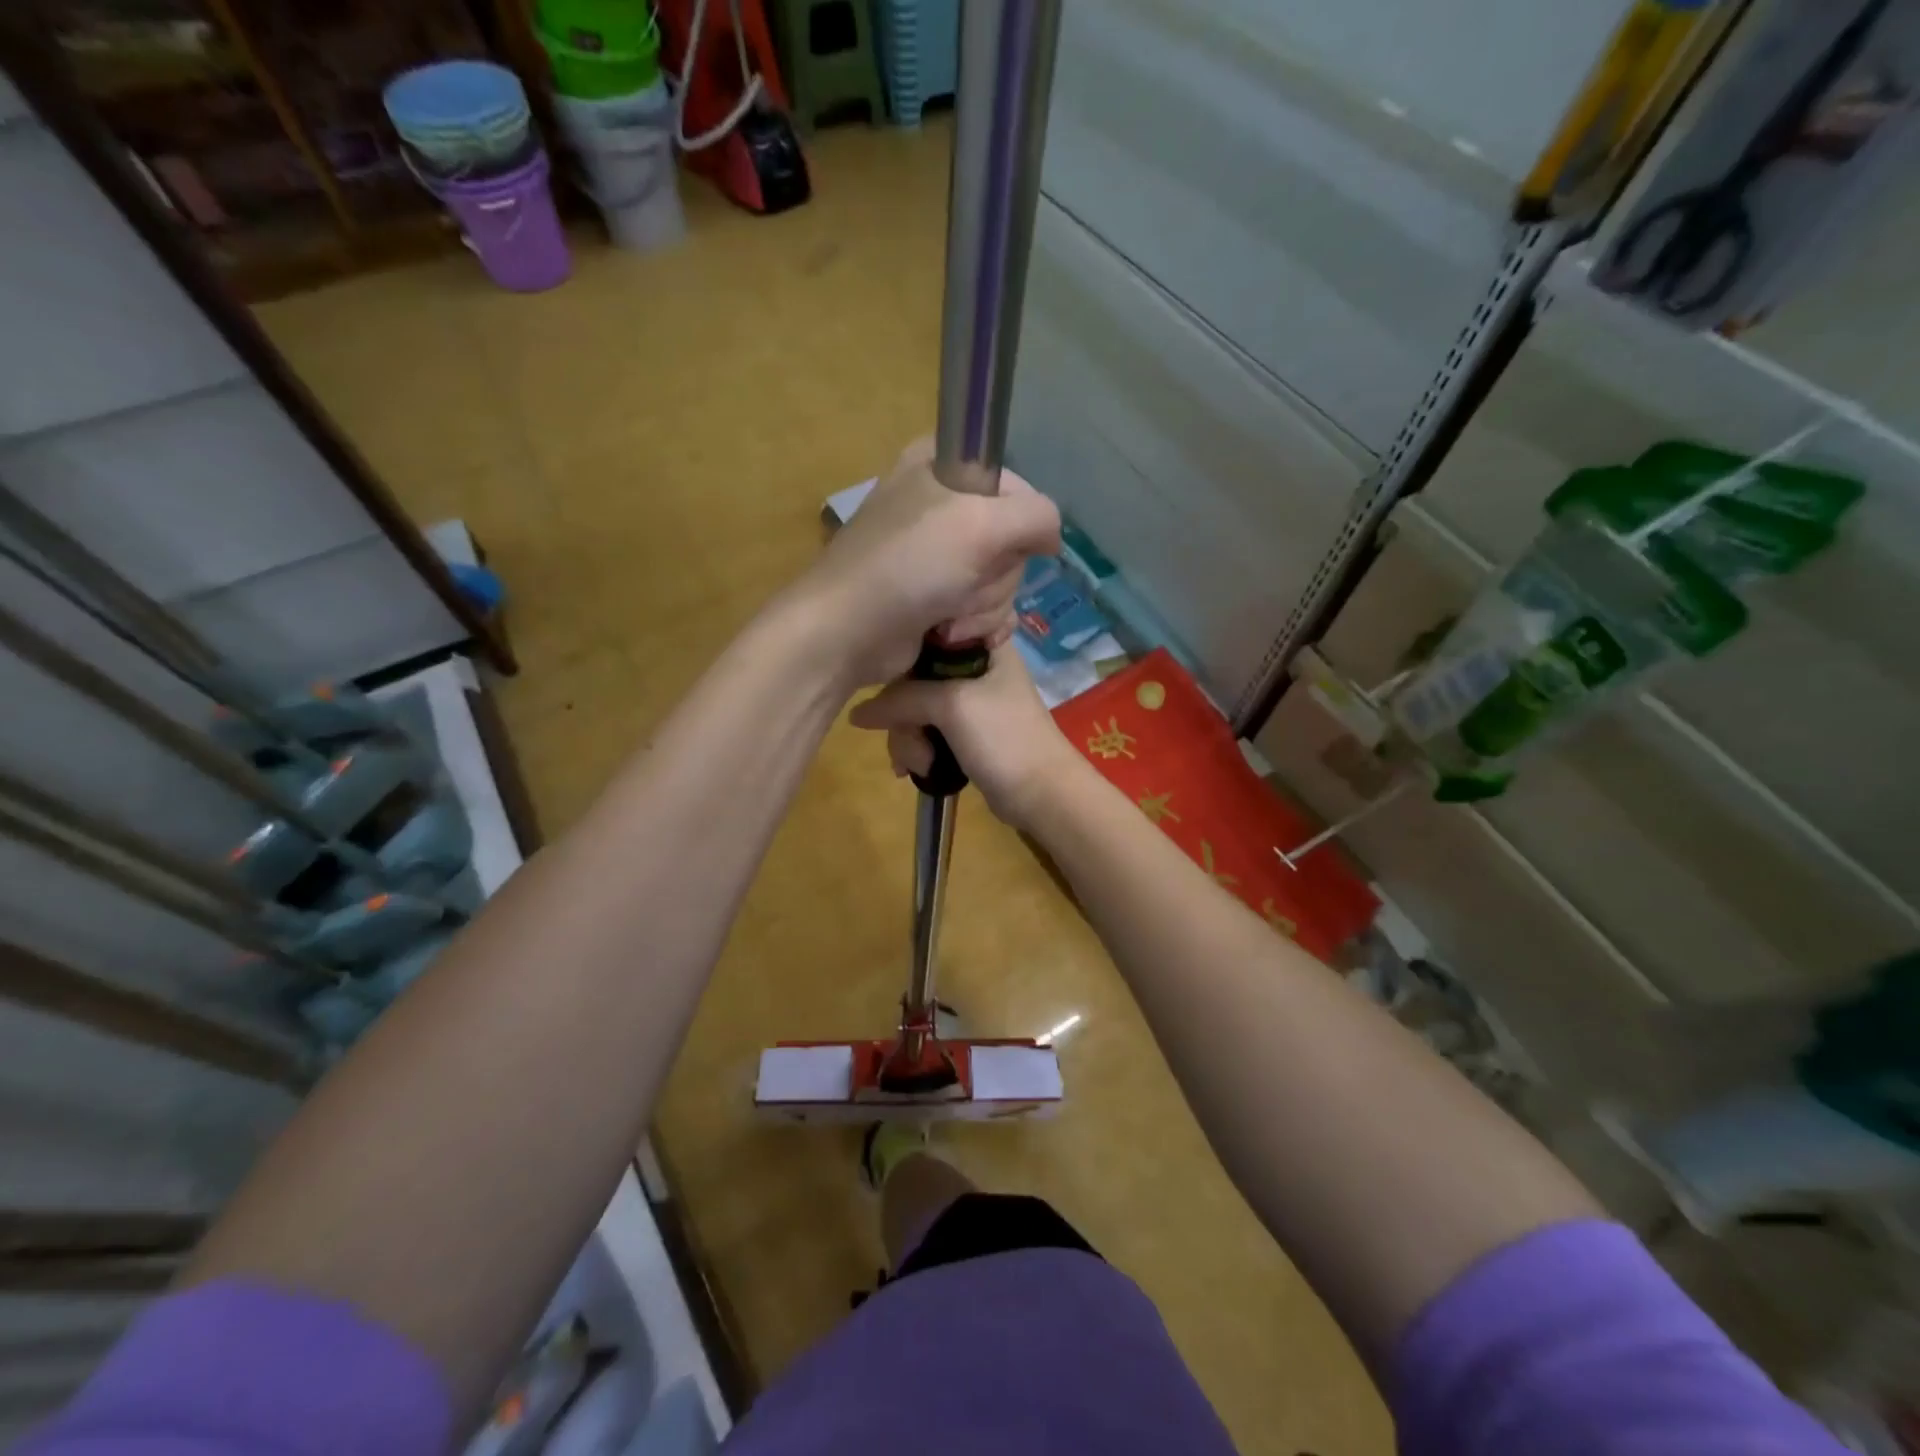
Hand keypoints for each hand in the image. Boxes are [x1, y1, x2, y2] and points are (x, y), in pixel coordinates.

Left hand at [792, 439, 1061, 687]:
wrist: (848, 633)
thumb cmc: (909, 566)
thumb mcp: (981, 524)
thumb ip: (1037, 516)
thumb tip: (1051, 538)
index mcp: (941, 467)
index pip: (1014, 484)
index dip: (1018, 519)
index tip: (1000, 542)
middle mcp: (940, 507)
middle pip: (1011, 540)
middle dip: (994, 574)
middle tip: (962, 583)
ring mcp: (938, 557)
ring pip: (1002, 580)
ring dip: (982, 607)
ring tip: (947, 616)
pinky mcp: (937, 599)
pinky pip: (985, 609)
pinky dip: (975, 627)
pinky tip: (952, 635)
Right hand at [849, 643, 1079, 827]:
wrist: (1042, 793)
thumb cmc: (1004, 737)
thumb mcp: (951, 706)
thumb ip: (901, 699)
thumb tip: (856, 713)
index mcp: (982, 644)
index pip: (925, 636)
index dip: (902, 661)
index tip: (891, 689)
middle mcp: (975, 666)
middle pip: (915, 678)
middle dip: (905, 717)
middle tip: (912, 744)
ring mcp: (970, 701)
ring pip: (917, 708)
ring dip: (909, 739)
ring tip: (918, 766)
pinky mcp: (965, 732)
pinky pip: (927, 730)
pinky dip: (917, 748)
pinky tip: (912, 769)